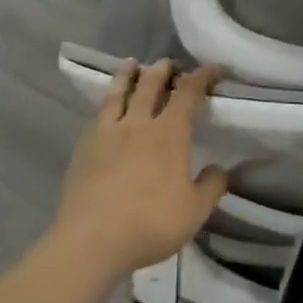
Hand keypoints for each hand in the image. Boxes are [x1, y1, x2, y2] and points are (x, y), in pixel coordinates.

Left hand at [52, 60, 228, 275]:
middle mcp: (138, 124)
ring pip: (118, 93)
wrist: (92, 240)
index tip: (211, 69)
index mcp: (169, 134)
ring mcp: (107, 133)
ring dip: (127, 75)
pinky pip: (98, 114)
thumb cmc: (150, 223)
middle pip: (150, 85)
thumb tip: (219, 168)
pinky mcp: (84, 147)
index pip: (188, 94)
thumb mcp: (195, 211)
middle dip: (162, 70)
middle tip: (168, 63)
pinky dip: (106, 101)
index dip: (201, 77)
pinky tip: (106, 106)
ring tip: (131, 64)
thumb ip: (211, 186)